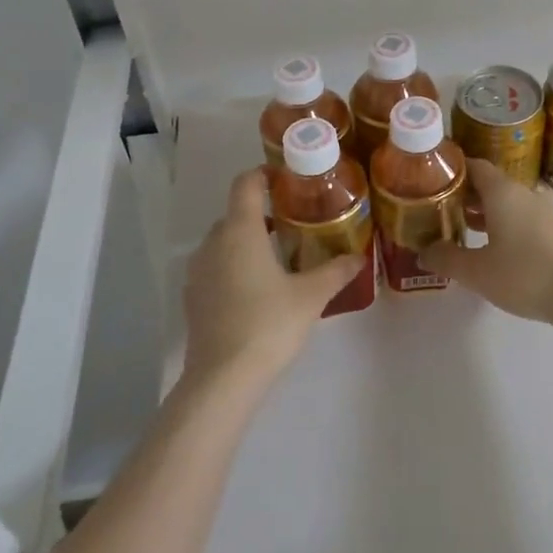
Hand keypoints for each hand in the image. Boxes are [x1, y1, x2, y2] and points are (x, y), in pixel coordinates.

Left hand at [181, 168, 366, 386]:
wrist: (222, 378)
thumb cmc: (269, 324)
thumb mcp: (311, 296)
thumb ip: (336, 271)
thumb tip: (359, 257)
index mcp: (241, 231)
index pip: (246, 184)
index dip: (263, 174)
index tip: (286, 178)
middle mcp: (213, 243)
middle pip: (236, 214)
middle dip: (262, 213)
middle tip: (294, 222)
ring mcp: (198, 271)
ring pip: (223, 241)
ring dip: (247, 241)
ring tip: (278, 257)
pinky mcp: (193, 297)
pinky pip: (215, 267)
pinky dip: (234, 265)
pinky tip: (256, 289)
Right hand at [420, 160, 552, 321]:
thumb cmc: (522, 274)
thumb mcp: (475, 271)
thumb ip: (446, 258)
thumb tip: (422, 252)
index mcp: (502, 191)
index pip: (475, 165)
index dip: (453, 170)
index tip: (432, 179)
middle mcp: (523, 193)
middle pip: (490, 183)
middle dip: (465, 193)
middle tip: (439, 206)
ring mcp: (543, 210)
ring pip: (507, 201)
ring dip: (484, 210)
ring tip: (460, 226)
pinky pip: (521, 216)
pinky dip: (502, 222)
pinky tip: (491, 244)